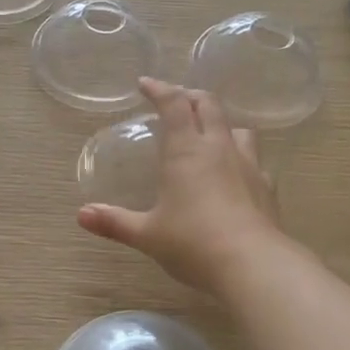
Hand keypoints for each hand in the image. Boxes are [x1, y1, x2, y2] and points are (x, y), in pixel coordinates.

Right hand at [77, 77, 282, 293]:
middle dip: (190, 96)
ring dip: (222, 124)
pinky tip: (236, 176)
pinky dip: (242, 159)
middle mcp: (219, 148)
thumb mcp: (147, 234)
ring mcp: (249, 166)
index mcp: (186, 151)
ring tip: (210, 135)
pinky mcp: (267, 188)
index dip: (159, 88)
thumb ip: (115, 222)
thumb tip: (81, 215)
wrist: (253, 266)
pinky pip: (256, 162)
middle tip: (176, 101)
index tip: (145, 83)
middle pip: (209, 105)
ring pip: (239, 128)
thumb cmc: (193, 243)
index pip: (174, 104)